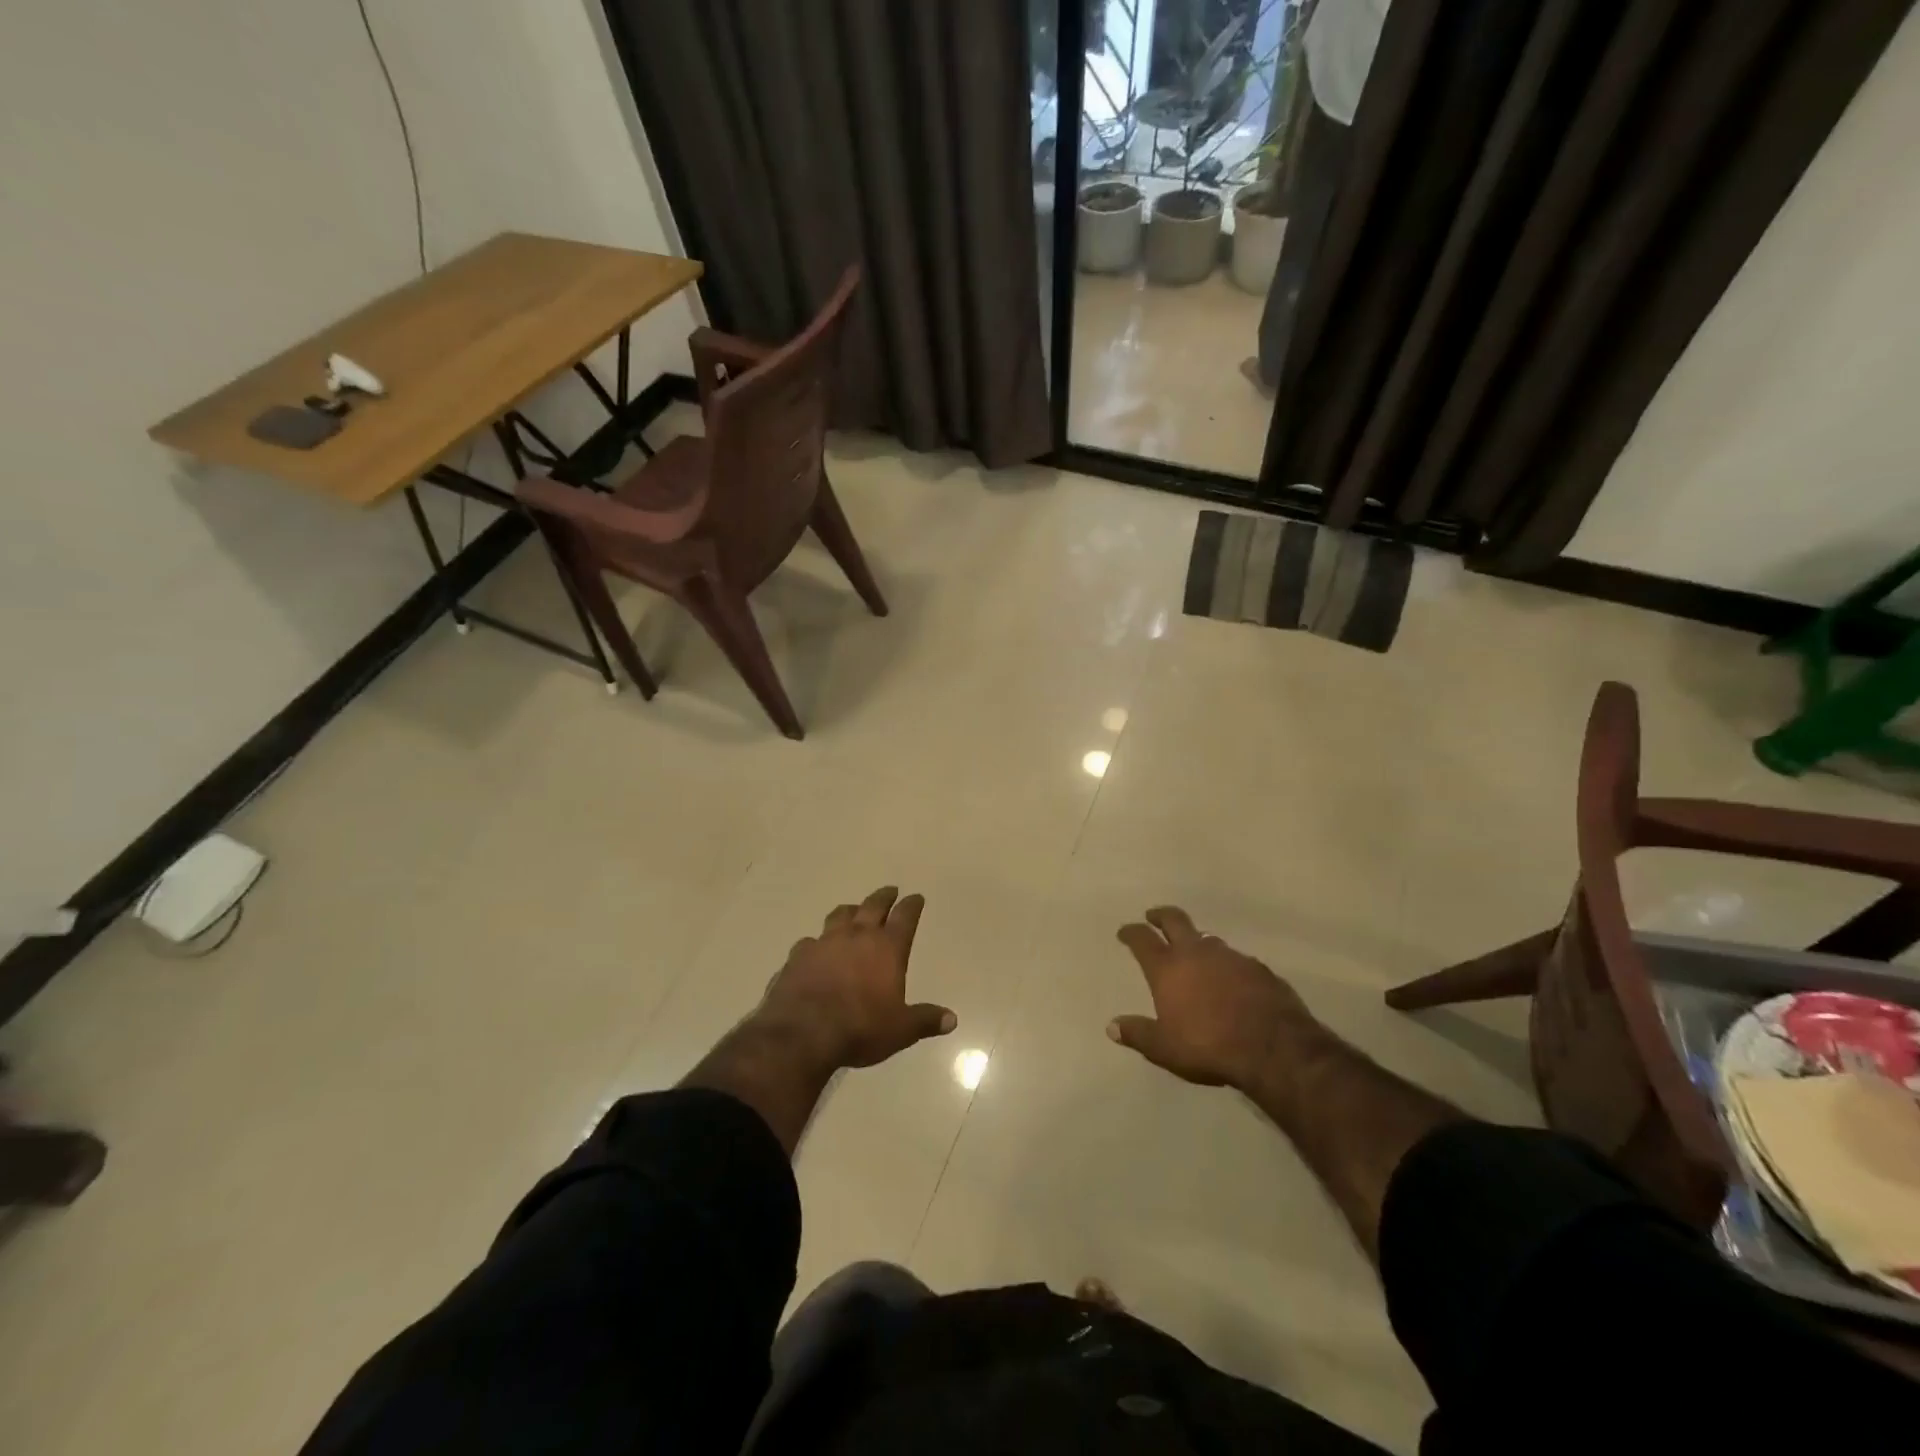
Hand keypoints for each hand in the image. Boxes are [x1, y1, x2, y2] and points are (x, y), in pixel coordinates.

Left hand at [756, 887, 956, 1071]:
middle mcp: (857, 936)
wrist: (803, 1033)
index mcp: (887, 948)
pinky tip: (814, 949)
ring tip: (853, 910)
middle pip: (872, 906)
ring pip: (840, 915)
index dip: (912, 905)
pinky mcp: (798, 956)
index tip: (916, 897)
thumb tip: (952, 1019)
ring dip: (850, 911)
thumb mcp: (900, 1030)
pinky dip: (816, 942)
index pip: (904, 917)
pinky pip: (809, 941)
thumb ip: (925, 1020)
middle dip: (884, 897)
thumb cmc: (860, 1028)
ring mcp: (824, 942)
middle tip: (890, 890)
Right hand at [1109, 907, 1315, 1088]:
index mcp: (1168, 968)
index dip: (1131, 932)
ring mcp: (1230, 957)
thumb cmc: (1209, 1045)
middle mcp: (1196, 953)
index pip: (1142, 939)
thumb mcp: (1165, 1048)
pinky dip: (1226, 964)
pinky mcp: (1259, 968)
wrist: (1274, 1047)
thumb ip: (1138, 1034)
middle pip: (1175, 920)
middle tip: (1153, 916)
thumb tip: (1112, 1026)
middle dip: (1161, 916)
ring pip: (1207, 938)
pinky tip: (1231, 978)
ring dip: (1196, 940)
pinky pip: (1236, 959)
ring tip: (1193, 951)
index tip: (1125, 931)